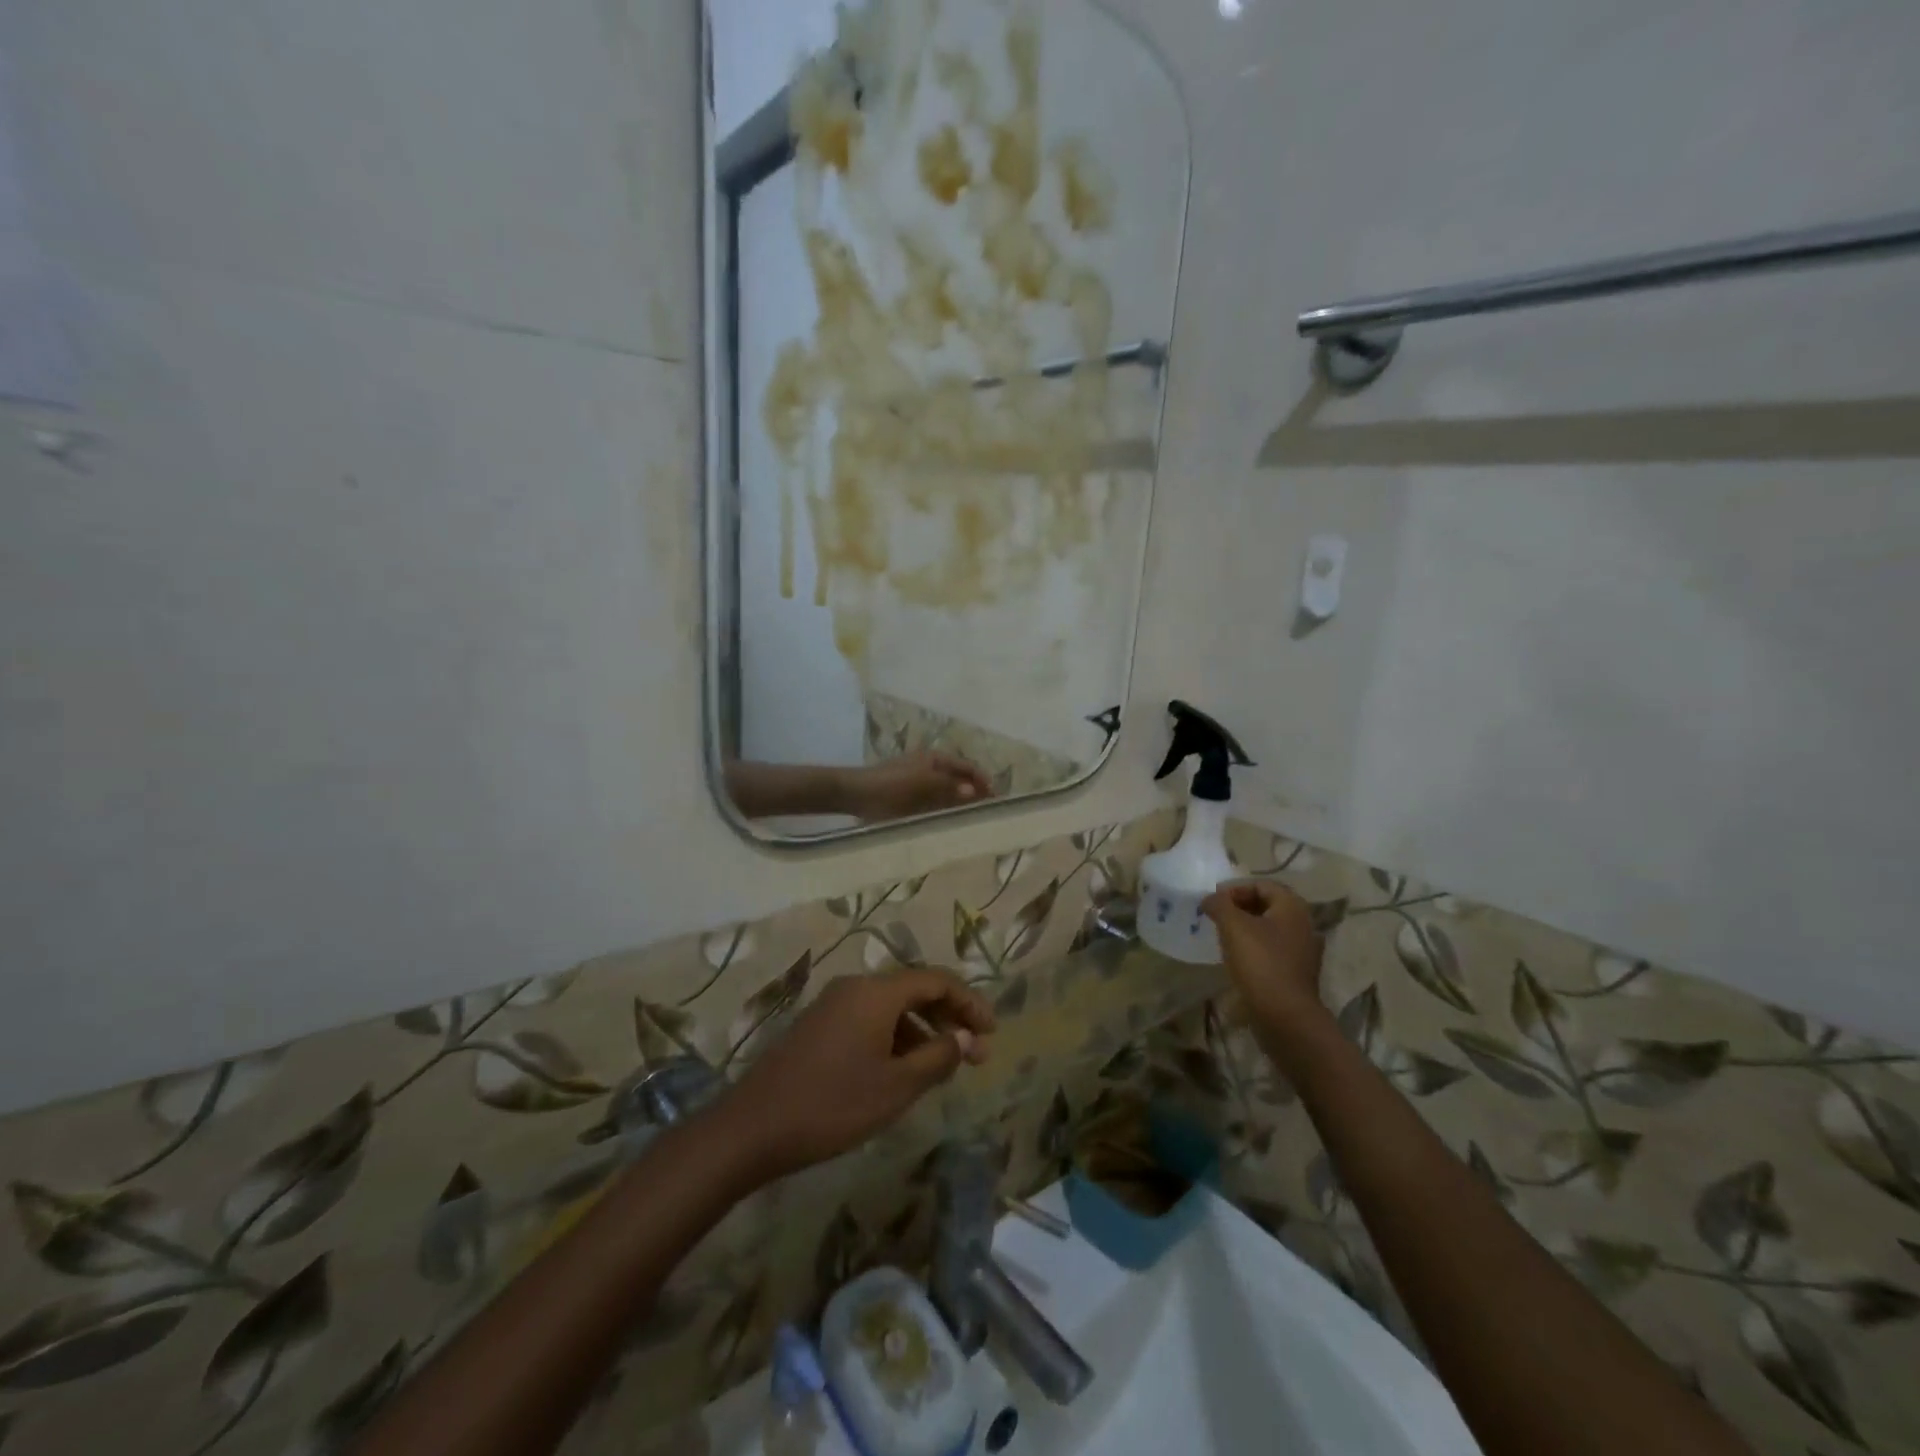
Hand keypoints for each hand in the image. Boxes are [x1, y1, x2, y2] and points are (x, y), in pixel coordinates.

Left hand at [711, 969, 994, 1183]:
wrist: (752, 1129)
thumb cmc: (832, 1105)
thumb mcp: (896, 1087)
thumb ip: (937, 1057)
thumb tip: (963, 1037)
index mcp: (876, 992)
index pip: (936, 980)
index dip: (970, 1003)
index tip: (992, 1033)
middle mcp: (855, 987)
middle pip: (914, 989)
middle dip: (949, 1017)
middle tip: (975, 1053)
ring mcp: (833, 1005)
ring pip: (891, 1007)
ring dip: (922, 1031)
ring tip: (942, 1068)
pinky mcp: (818, 1026)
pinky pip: (870, 1020)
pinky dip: (895, 1038)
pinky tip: (902, 1071)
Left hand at [842, 752, 993, 821]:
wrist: (855, 794)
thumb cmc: (890, 786)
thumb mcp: (923, 784)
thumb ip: (949, 787)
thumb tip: (975, 791)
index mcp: (936, 759)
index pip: (969, 768)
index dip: (984, 781)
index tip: (998, 799)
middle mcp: (930, 769)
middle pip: (960, 780)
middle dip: (975, 794)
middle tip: (989, 814)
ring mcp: (920, 784)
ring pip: (948, 794)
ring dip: (961, 805)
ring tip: (974, 821)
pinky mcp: (910, 800)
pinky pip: (935, 805)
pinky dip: (945, 811)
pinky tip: (950, 824)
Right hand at [1202, 882, 1328, 1036]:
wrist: (1285, 1016)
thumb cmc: (1260, 963)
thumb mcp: (1233, 926)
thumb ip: (1219, 905)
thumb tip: (1210, 899)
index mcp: (1292, 907)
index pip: (1262, 885)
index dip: (1235, 889)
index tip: (1214, 902)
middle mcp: (1303, 924)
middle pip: (1267, 905)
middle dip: (1239, 907)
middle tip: (1216, 917)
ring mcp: (1303, 950)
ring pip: (1269, 928)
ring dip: (1245, 928)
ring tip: (1222, 937)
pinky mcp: (1297, 972)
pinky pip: (1273, 949)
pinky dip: (1254, 947)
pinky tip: (1237, 958)